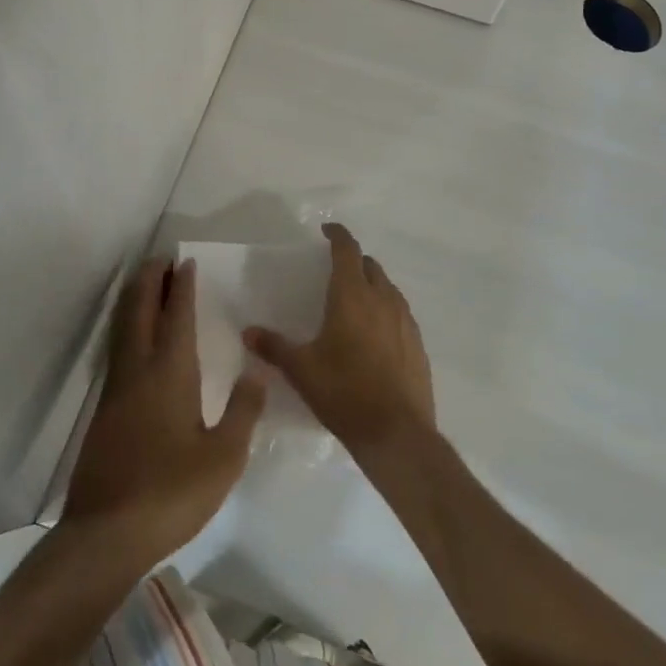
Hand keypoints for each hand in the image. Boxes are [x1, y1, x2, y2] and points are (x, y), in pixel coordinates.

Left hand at [63, 258, 264, 567]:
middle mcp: (138, 369)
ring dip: (135, 298)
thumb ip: (243, 411)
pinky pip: (117, 347)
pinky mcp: (104, 408)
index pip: (176, 316)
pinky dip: (127, 324)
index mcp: (169, 373)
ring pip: (122, 326)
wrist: (105, 533)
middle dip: (150, 280)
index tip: (185, 262)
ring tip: (148, 283)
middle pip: (139, 309)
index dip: (181, 287)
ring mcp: (116, 388)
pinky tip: (136, 337)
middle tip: (162, 259)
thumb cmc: (171, 492)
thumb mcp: (224, 458)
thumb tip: (257, 371)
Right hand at [244, 222, 435, 456]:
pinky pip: (400, 314)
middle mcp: (382, 299)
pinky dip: (386, 311)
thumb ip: (274, 347)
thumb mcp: (301, 370)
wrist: (397, 434)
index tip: (327, 230)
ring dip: (372, 285)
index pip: (347, 250)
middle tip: (335, 270)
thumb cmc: (344, 392)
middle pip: (370, 266)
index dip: (338, 235)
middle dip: (354, 261)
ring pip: (388, 289)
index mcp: (352, 295)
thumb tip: (248, 332)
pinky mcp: (418, 344)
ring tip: (354, 301)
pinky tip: (375, 335)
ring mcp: (405, 321)